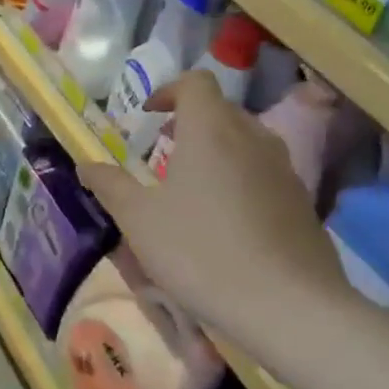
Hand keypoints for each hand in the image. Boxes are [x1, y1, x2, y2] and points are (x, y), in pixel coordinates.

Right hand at [79, 71, 352, 353]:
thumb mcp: (139, 220)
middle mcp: (253, 138)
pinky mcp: (302, 202)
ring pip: (246, 141)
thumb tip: (86, 165)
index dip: (168, 90)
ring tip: (192, 185)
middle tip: (163, 149)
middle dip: (190, 121)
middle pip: (221, 109)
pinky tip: (225, 221)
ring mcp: (284, 170)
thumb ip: (110, 186)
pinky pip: (264, 173)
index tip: (146, 115)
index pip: (195, 83)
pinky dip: (239, 178)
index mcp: (211, 131)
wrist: (287, 306)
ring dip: (216, 150)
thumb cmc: (200, 252)